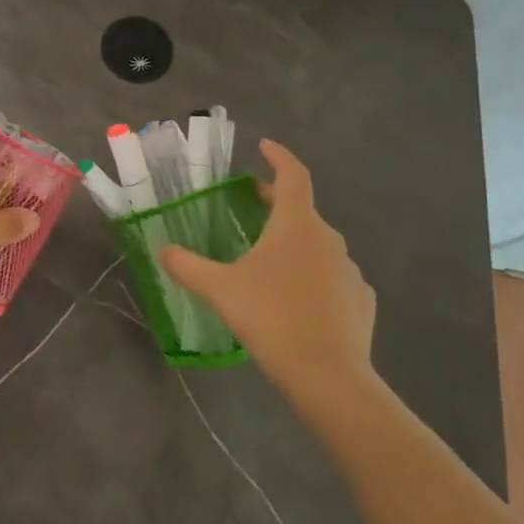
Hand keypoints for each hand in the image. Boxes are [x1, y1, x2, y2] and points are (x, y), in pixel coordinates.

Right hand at [160, 139, 377, 396]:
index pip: (293, 175)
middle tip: (252, 203)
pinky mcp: (362, 301)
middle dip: (277, 202)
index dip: (279, 156)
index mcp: (296, 224)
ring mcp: (350, 270)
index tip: (264, 146)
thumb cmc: (271, 318)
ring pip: (318, 244)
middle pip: (302, 209)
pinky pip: (334, 277)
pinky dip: (315, 275)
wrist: (329, 377)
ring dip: (295, 241)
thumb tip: (161, 249)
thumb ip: (187, 265)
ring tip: (270, 258)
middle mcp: (328, 238)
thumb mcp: (219, 289)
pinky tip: (299, 298)